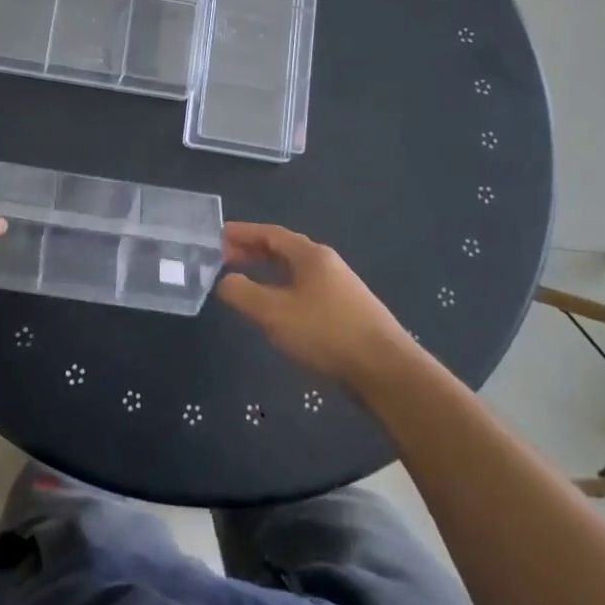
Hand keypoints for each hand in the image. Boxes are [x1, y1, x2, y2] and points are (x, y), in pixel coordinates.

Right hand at [216, 222, 416, 389]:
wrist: (387, 370)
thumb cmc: (326, 333)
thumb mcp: (274, 312)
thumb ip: (242, 293)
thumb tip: (224, 281)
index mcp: (310, 255)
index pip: (270, 234)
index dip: (242, 233)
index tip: (217, 235)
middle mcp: (326, 264)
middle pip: (283, 249)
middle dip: (252, 251)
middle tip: (223, 258)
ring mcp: (340, 287)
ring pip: (295, 271)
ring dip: (268, 271)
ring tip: (245, 282)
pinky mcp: (347, 311)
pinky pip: (305, 289)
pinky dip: (283, 289)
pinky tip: (277, 309)